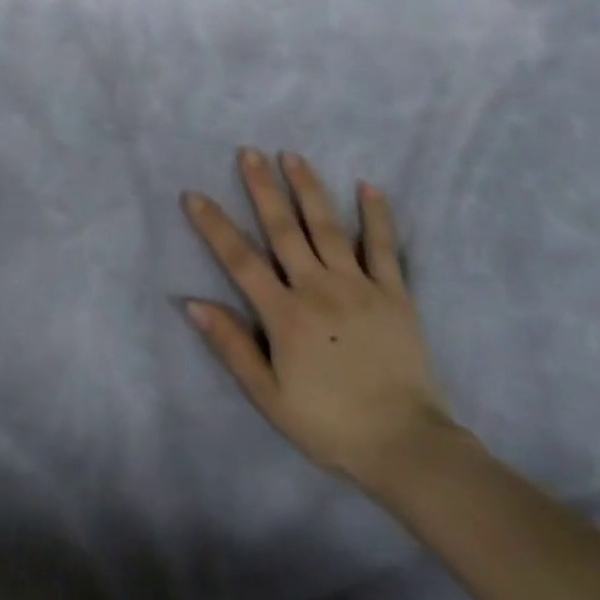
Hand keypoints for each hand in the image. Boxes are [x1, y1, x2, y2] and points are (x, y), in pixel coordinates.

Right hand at [181, 149, 454, 492]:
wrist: (406, 447)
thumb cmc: (329, 424)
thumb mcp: (268, 396)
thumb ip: (231, 346)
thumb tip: (192, 303)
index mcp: (284, 314)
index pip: (240, 259)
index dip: (214, 226)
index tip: (194, 195)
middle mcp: (318, 288)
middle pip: (284, 230)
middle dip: (263, 188)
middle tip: (248, 152)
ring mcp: (359, 287)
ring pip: (328, 228)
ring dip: (308, 189)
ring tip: (292, 155)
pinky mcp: (395, 295)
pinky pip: (384, 248)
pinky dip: (376, 216)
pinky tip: (368, 186)